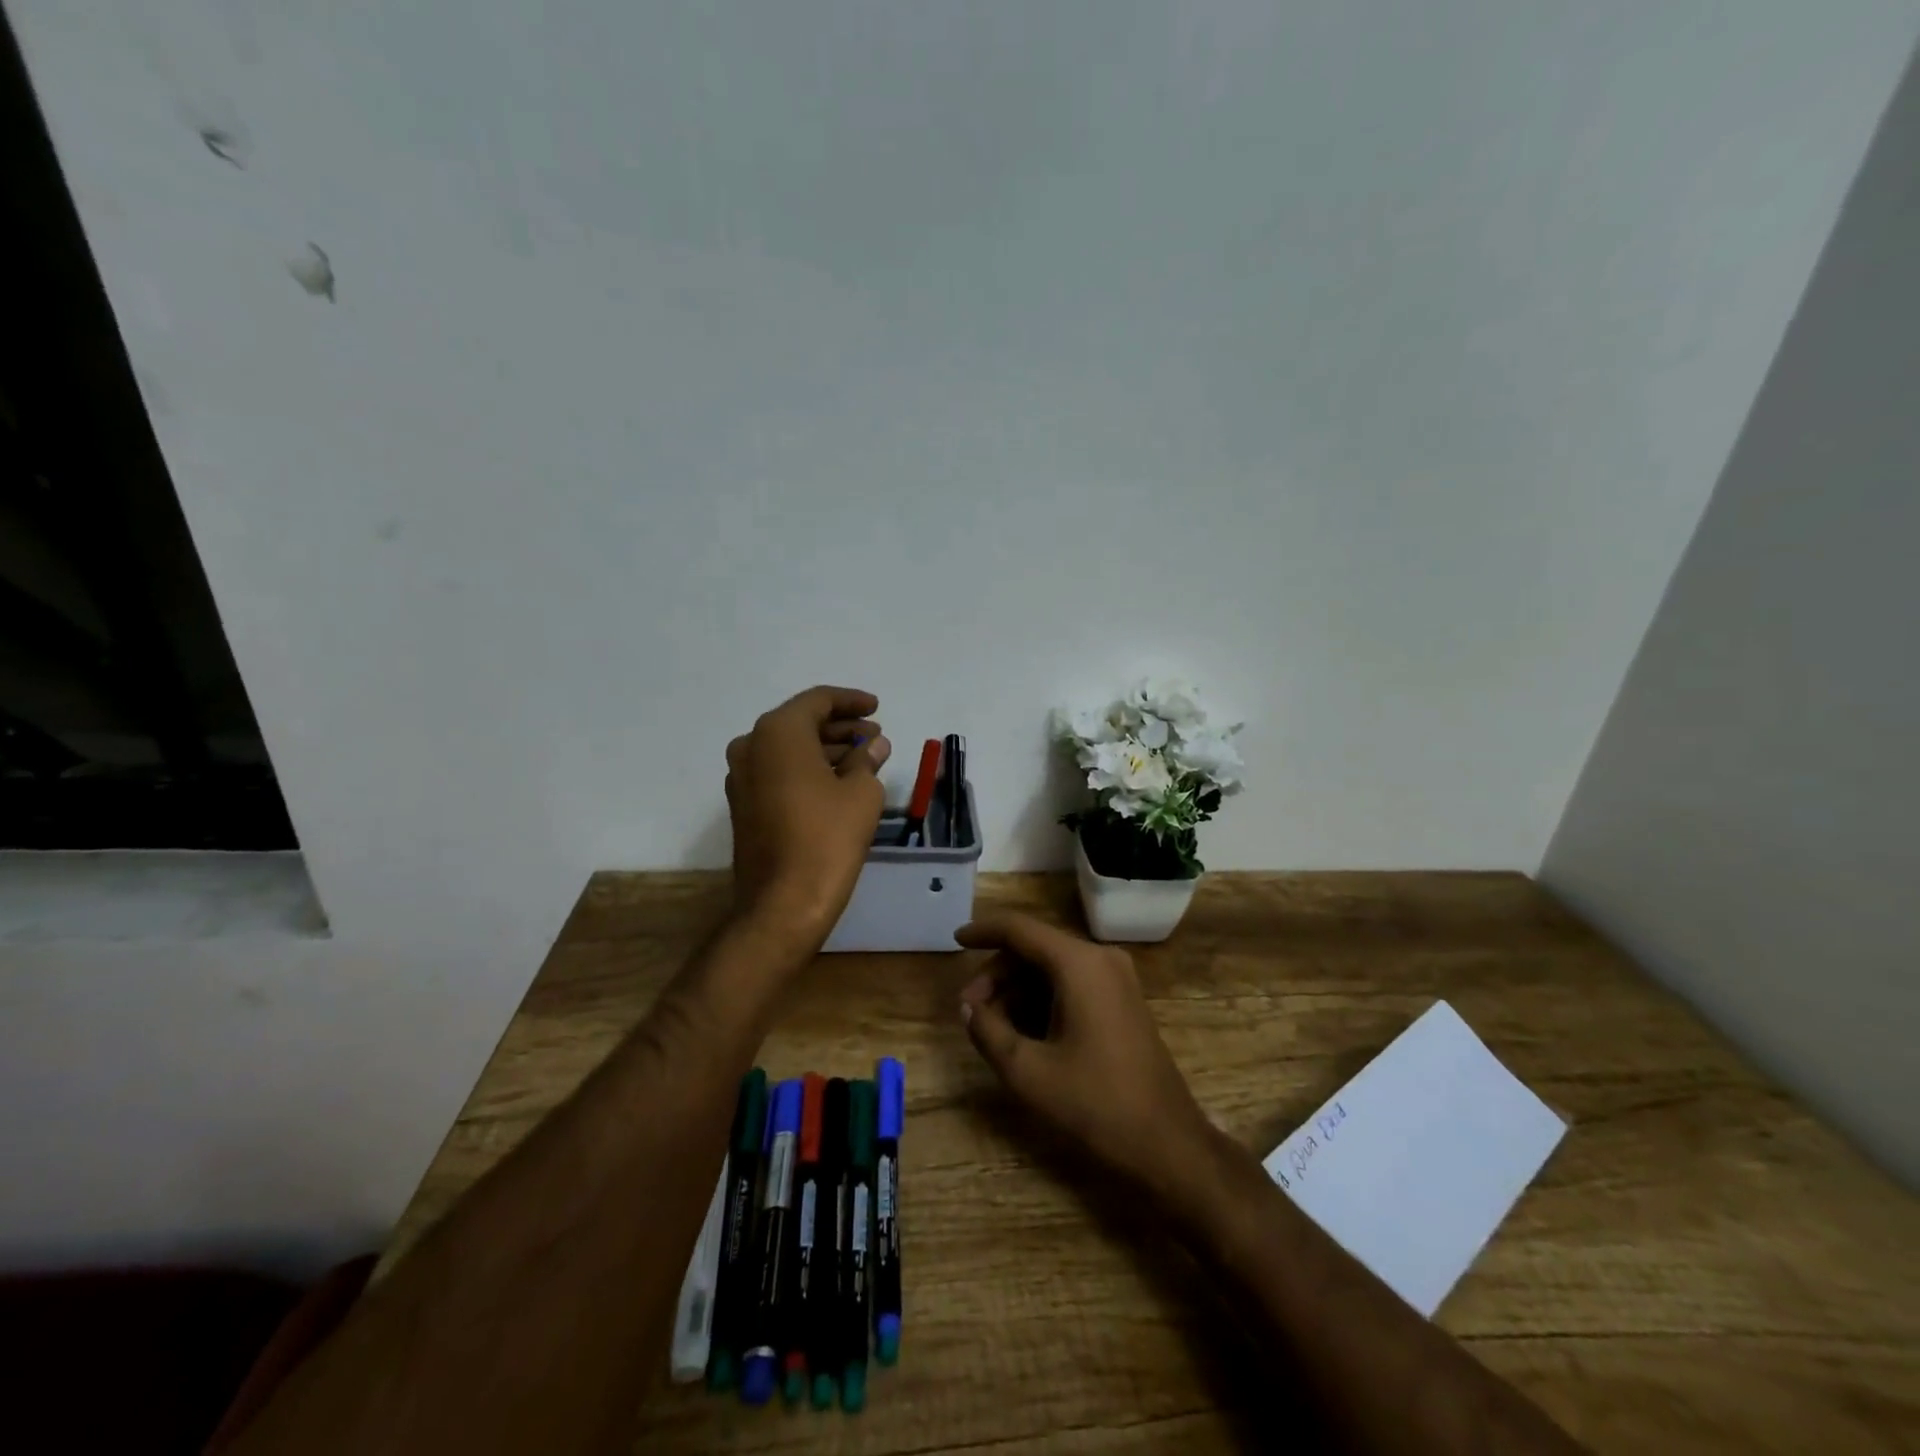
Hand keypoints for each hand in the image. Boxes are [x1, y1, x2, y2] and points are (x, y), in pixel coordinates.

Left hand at [725, 686, 892, 949]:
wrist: (782, 903)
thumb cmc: (827, 838)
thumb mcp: (861, 793)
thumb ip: (867, 759)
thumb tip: (873, 745)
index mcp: (778, 732)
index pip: (818, 700)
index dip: (851, 701)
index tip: (878, 707)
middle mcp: (751, 746)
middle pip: (801, 723)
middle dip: (840, 727)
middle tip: (874, 735)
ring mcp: (741, 777)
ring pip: (788, 749)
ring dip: (825, 749)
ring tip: (864, 758)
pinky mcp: (743, 805)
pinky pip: (778, 771)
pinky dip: (807, 768)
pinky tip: (838, 781)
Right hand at [957, 913, 1214, 1201]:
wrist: (1168, 1145)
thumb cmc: (1096, 1105)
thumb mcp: (1028, 1072)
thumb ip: (988, 1030)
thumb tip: (969, 1006)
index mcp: (1079, 964)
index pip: (1020, 929)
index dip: (984, 931)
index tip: (955, 940)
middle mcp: (1100, 959)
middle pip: (1035, 949)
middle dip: (998, 974)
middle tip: (971, 1010)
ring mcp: (1117, 979)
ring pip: (1052, 967)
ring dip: (1018, 990)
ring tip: (993, 1028)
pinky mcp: (1123, 1000)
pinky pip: (1072, 984)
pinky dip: (1042, 999)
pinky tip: (1024, 1032)